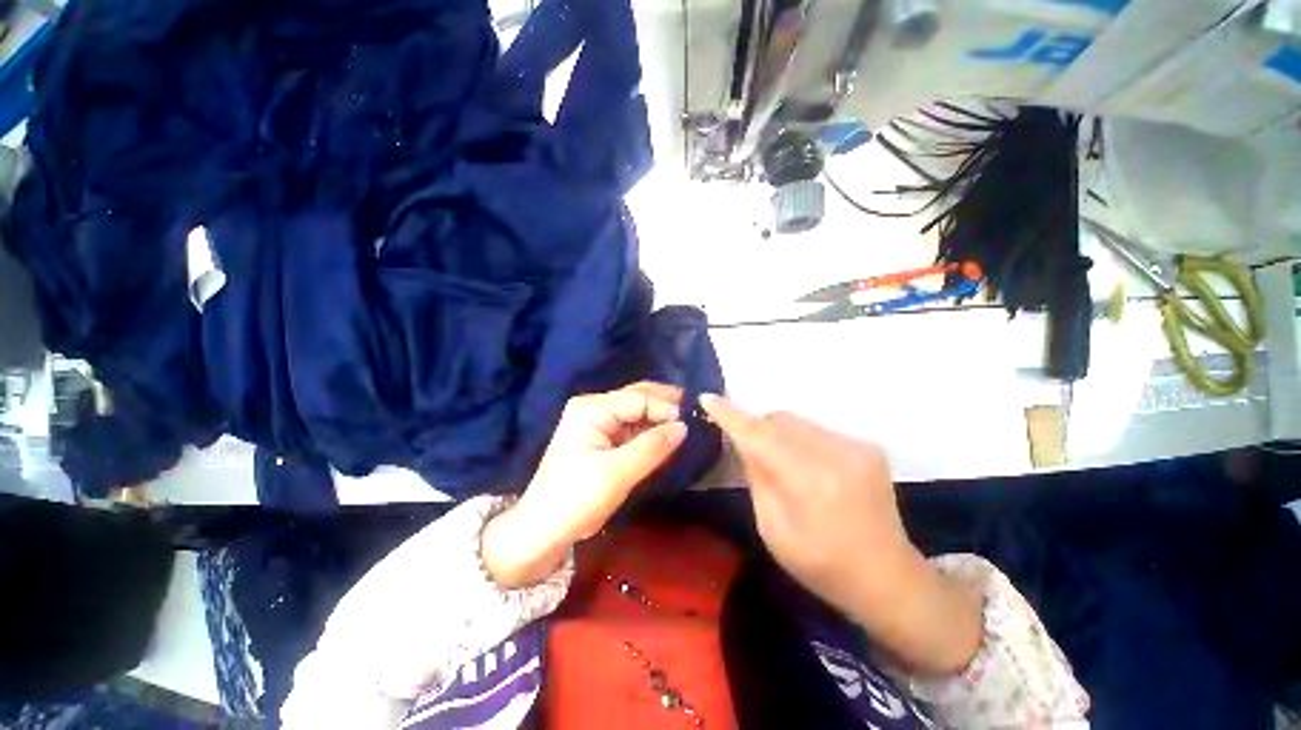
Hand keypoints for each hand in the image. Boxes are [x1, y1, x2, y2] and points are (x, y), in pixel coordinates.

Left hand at [482, 382, 686, 587]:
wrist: (544, 531)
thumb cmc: (575, 498)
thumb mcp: (616, 473)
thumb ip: (652, 447)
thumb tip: (684, 427)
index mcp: (592, 409)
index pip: (637, 399)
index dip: (666, 407)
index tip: (693, 420)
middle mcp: (596, 409)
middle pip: (638, 399)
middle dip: (667, 406)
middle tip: (697, 414)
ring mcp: (601, 424)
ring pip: (640, 414)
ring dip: (662, 420)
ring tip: (691, 424)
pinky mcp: (606, 441)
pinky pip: (636, 430)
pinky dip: (654, 433)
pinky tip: (672, 436)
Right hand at [700, 394, 981, 673]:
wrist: (888, 577)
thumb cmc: (822, 565)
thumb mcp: (773, 530)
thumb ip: (757, 478)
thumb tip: (744, 443)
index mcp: (809, 483)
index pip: (759, 436)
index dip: (730, 415)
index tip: (707, 397)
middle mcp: (836, 455)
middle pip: (779, 420)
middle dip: (757, 428)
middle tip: (750, 451)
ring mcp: (857, 447)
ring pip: (798, 422)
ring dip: (780, 434)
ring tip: (784, 464)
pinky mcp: (868, 446)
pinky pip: (818, 430)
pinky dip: (802, 441)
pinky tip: (810, 468)